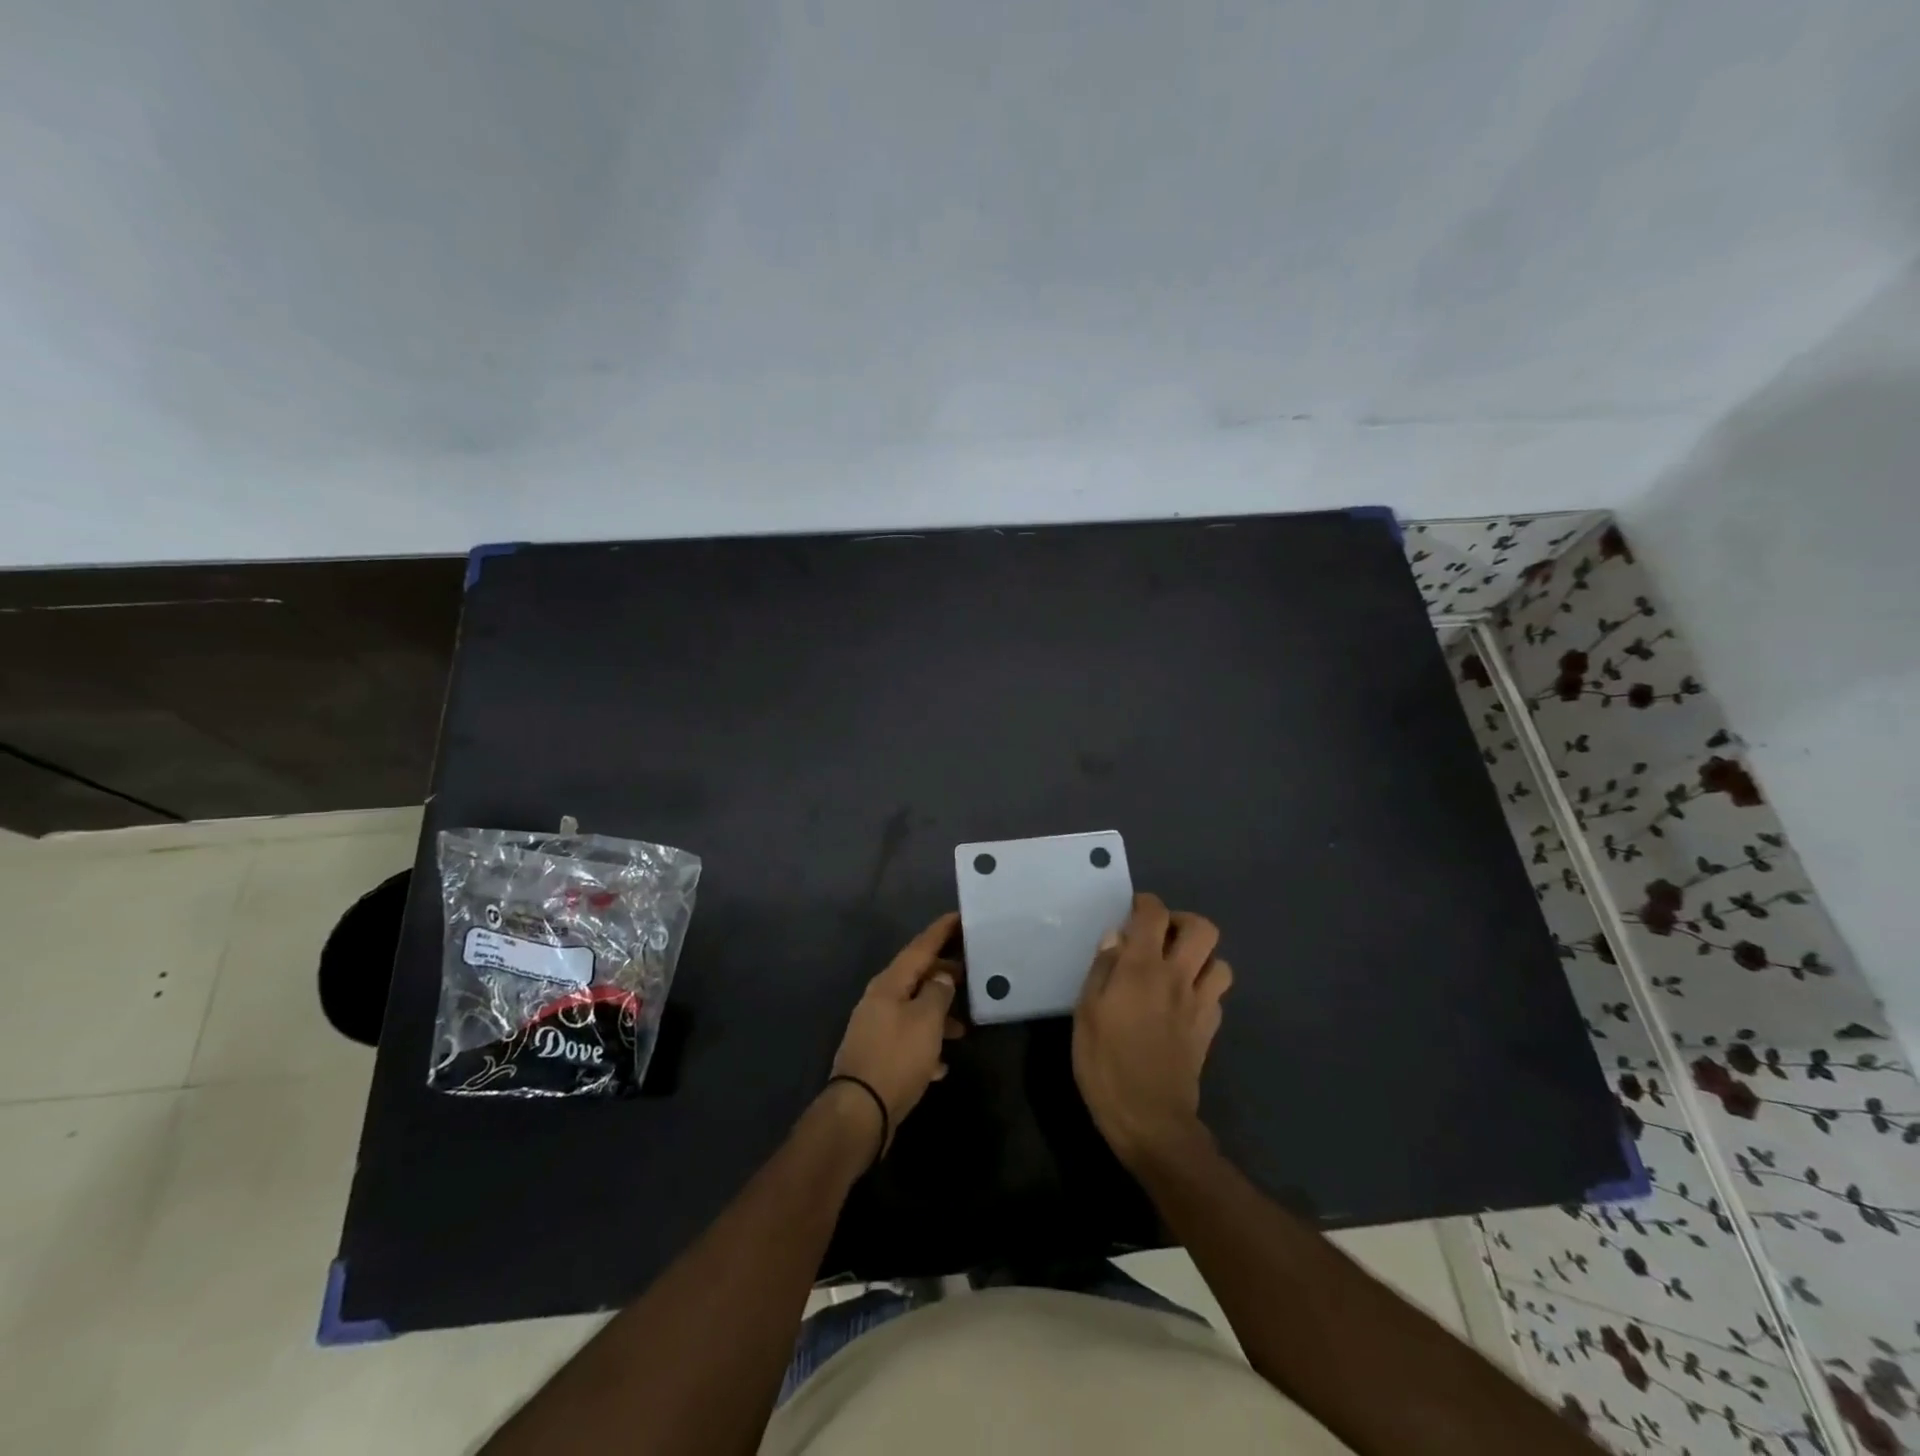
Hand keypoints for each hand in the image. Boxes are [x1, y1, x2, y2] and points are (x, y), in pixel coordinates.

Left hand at [829, 913, 965, 1149]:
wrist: (859, 1112)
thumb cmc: (897, 1058)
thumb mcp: (926, 1021)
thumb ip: (938, 992)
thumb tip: (941, 976)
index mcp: (889, 983)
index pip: (920, 947)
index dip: (941, 931)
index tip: (961, 916)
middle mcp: (879, 999)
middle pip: (916, 976)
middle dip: (943, 974)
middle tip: (971, 971)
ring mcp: (875, 1028)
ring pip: (913, 1009)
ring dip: (938, 1013)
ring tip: (964, 1027)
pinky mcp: (877, 1055)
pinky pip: (907, 1039)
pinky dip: (926, 1044)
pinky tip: (942, 1063)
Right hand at [1073, 893, 1232, 1171]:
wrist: (1151, 1121)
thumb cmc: (1107, 1065)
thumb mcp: (1086, 1013)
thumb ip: (1102, 970)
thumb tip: (1115, 939)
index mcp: (1143, 969)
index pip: (1154, 915)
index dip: (1145, 903)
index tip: (1133, 910)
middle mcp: (1178, 978)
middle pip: (1203, 929)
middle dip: (1183, 922)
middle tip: (1160, 936)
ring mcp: (1200, 1005)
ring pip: (1220, 962)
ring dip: (1200, 957)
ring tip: (1175, 967)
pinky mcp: (1209, 1030)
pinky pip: (1217, 995)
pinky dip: (1203, 988)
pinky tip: (1182, 1002)